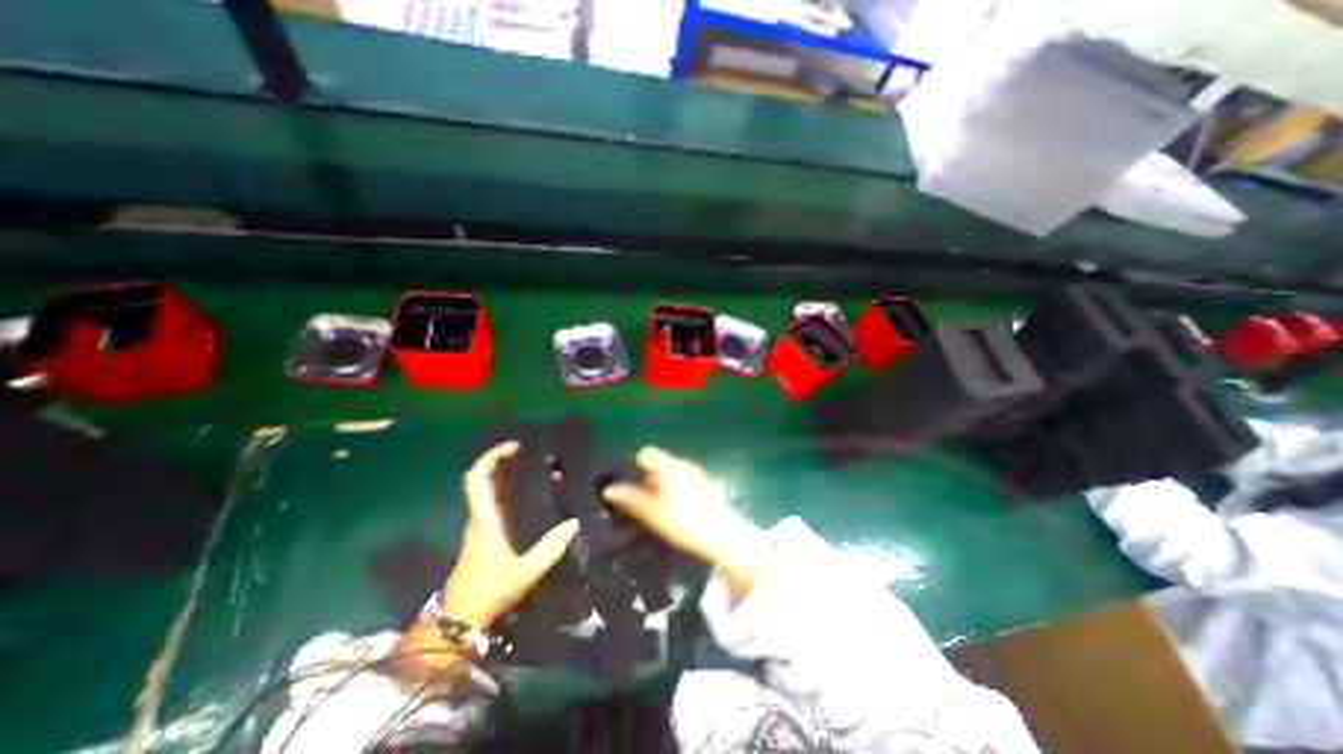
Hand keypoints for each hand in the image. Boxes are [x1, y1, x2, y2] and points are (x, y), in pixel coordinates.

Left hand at [445, 441, 578, 629]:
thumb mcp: (525, 572)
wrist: (458, 620)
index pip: (477, 479)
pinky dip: (507, 493)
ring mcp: (478, 527)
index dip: (492, 457)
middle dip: (503, 462)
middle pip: (482, 480)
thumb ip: (550, 548)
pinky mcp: (481, 536)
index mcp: (485, 520)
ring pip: (487, 492)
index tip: (515, 447)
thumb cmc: (489, 591)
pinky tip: (529, 497)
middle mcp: (478, 518)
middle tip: (532, 455)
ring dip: (506, 477)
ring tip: (535, 472)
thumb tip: (574, 523)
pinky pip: (492, 504)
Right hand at [603, 448, 769, 599]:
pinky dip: (674, 488)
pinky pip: (682, 479)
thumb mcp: (654, 514)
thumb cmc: (685, 524)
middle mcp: (684, 465)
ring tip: (656, 507)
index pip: (647, 454)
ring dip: (661, 484)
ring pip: (671, 472)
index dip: (635, 465)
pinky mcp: (705, 484)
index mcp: (670, 468)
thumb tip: (608, 489)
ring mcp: (697, 473)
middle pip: (659, 463)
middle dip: (647, 477)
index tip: (628, 483)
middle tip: (639, 500)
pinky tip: (675, 508)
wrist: (723, 536)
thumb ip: (631, 499)